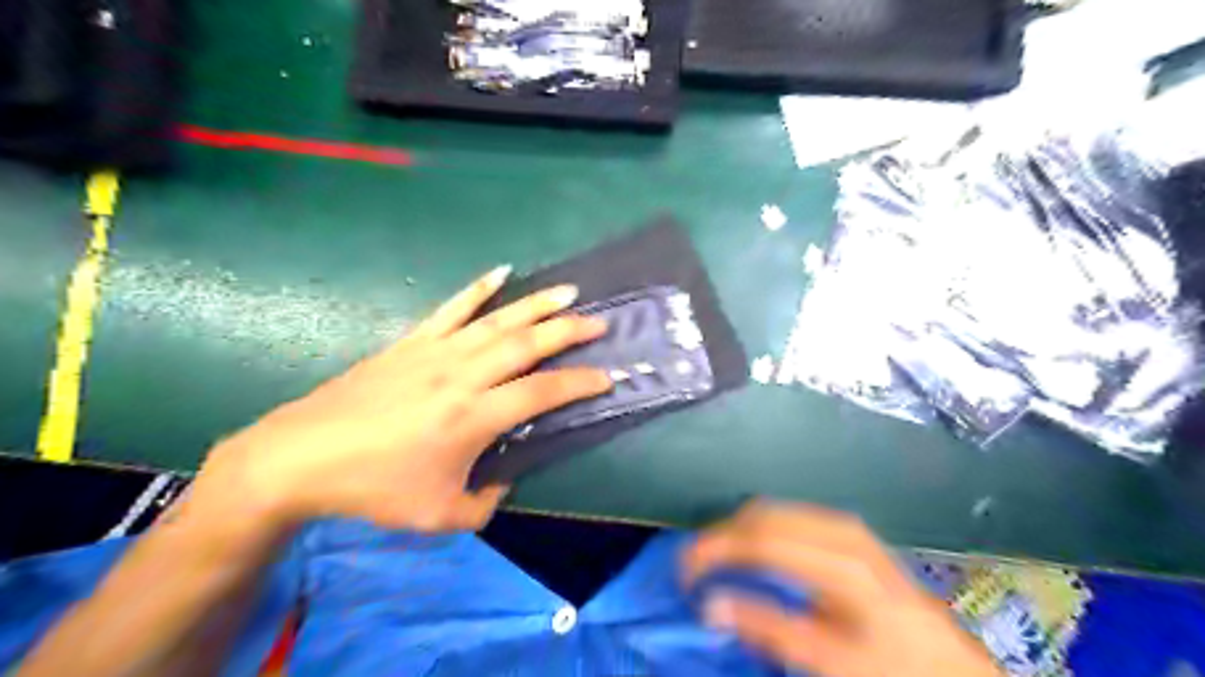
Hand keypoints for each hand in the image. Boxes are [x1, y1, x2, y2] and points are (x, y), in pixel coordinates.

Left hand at [186, 267, 615, 535]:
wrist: (303, 457)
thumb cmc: (375, 488)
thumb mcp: (440, 514)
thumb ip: (486, 501)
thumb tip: (505, 477)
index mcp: (473, 418)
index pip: (542, 393)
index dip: (579, 384)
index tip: (607, 377)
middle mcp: (462, 376)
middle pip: (527, 345)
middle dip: (569, 331)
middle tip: (599, 323)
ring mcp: (436, 352)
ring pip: (498, 320)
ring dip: (537, 304)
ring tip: (569, 291)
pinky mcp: (413, 342)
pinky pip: (452, 308)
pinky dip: (478, 289)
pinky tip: (501, 272)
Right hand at [683, 499, 1004, 676]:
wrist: (949, 664)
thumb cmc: (890, 665)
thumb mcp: (831, 661)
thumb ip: (769, 628)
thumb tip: (711, 604)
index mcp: (838, 562)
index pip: (759, 540)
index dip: (714, 551)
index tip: (685, 571)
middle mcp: (839, 530)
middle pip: (762, 516)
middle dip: (720, 537)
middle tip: (695, 567)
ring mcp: (845, 525)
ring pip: (773, 510)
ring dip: (738, 530)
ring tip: (718, 560)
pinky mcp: (847, 529)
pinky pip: (789, 514)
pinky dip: (760, 528)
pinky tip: (754, 551)